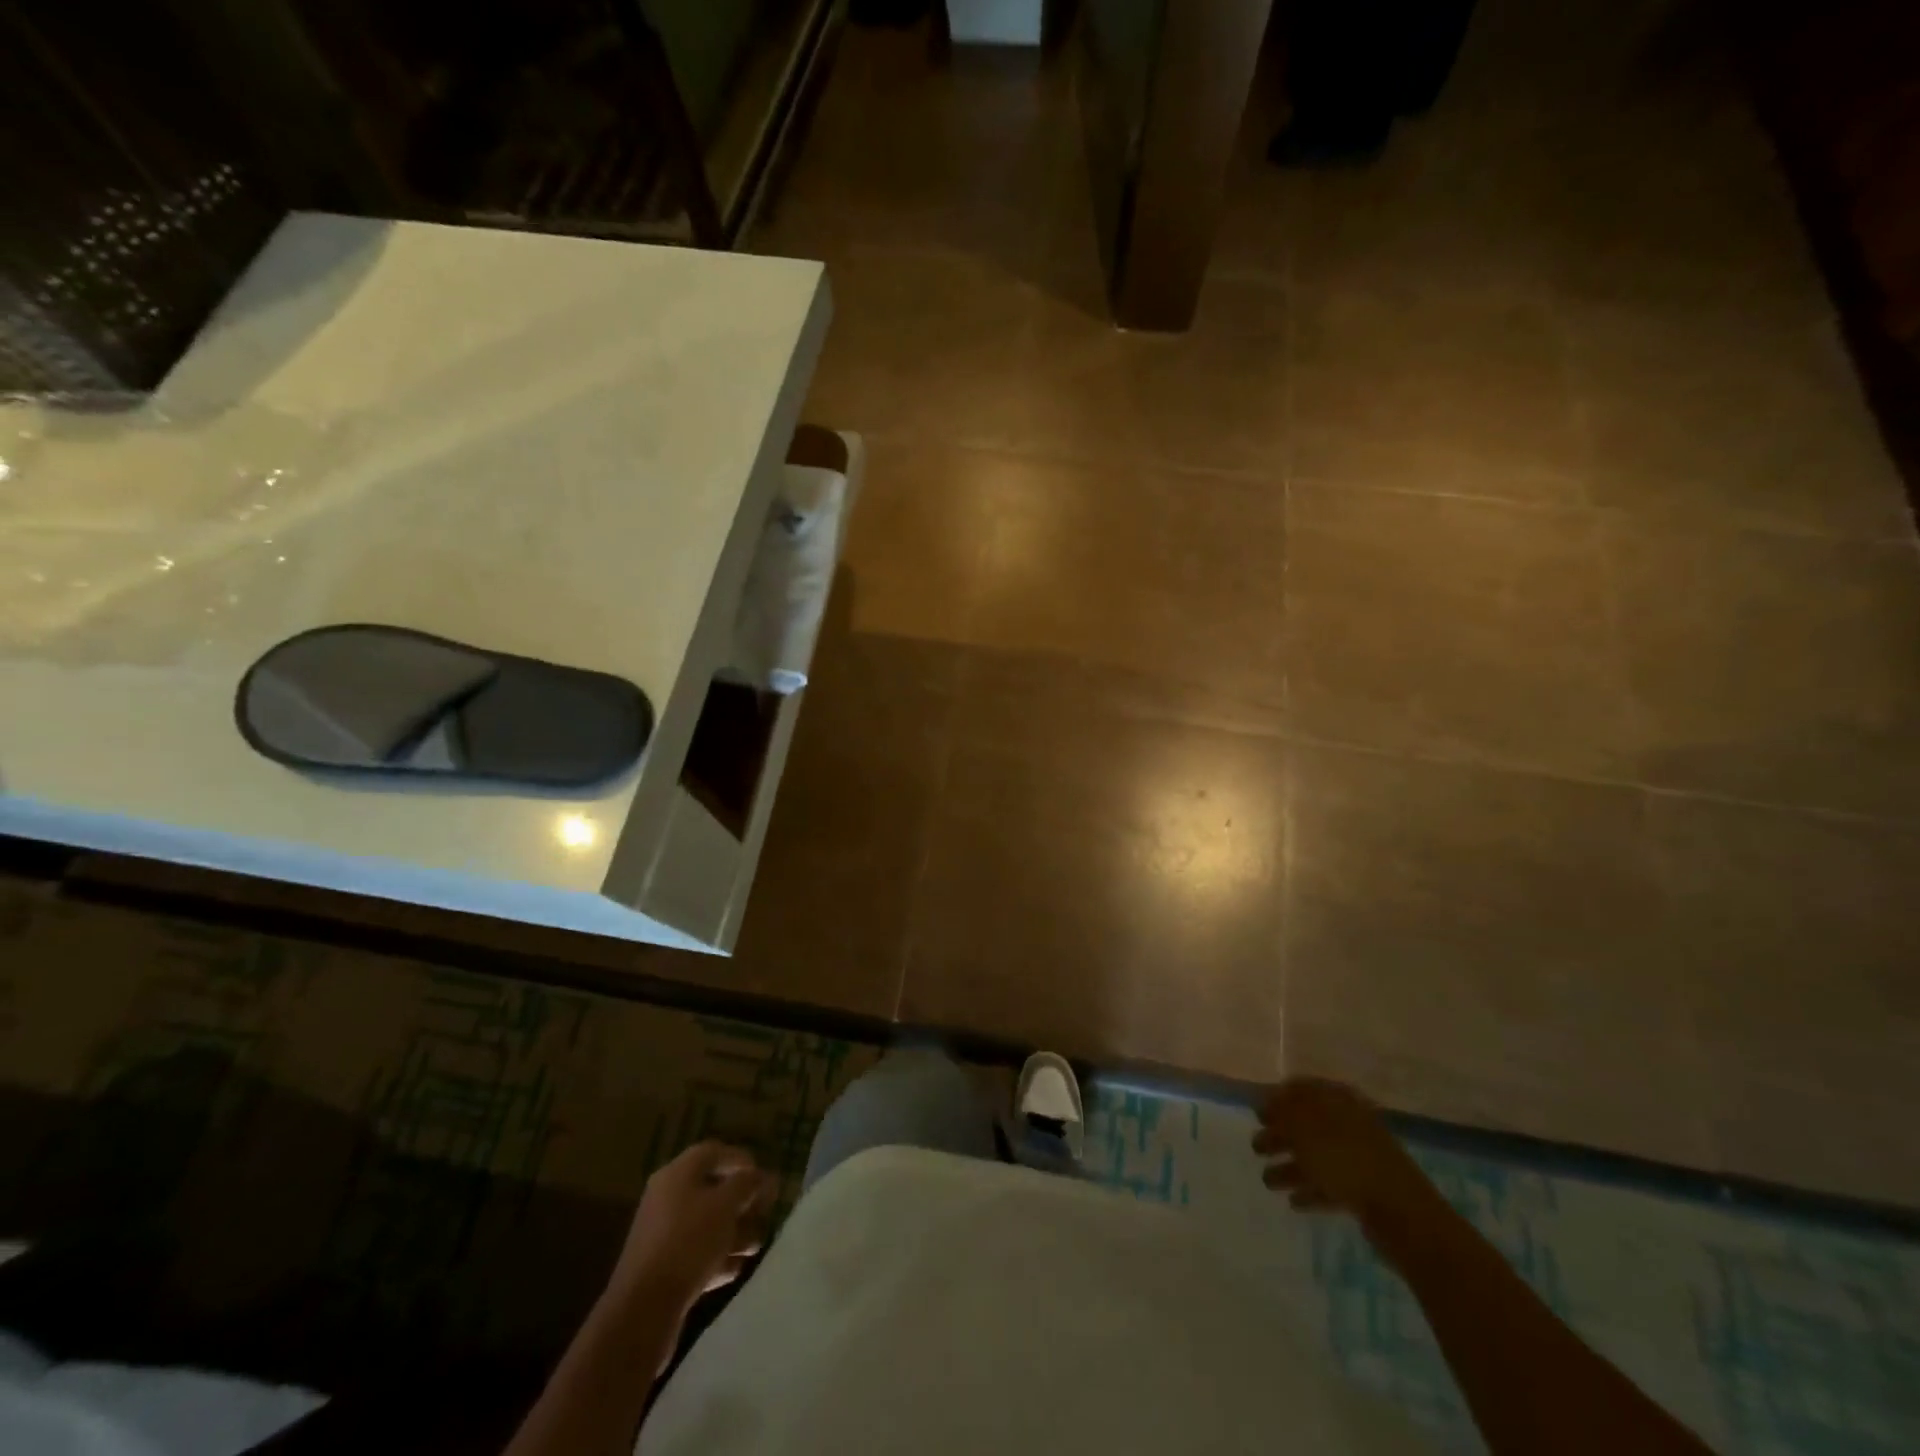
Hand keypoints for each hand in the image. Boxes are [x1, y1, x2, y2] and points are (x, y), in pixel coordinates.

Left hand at [612, 1141, 774, 1310]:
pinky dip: (717, 1257)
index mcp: (677, 1174)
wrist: (643, 1309)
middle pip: (712, 1190)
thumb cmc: (689, 1242)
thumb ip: (748, 1184)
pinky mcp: (663, 1268)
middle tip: (765, 1214)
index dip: (741, 1160)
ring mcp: (663, 1234)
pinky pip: (696, 1253)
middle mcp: (667, 1198)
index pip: (714, 1152)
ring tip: (754, 1247)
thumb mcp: (725, 1205)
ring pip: (707, 1224)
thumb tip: (762, 1175)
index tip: (764, 1178)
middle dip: (742, 1202)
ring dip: (734, 1232)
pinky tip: (735, 1269)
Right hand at [1252, 1078, 1432, 1221]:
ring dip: (1290, 1166)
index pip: (1301, 1089)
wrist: (1401, 1213)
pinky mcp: (1365, 1190)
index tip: (1257, 1115)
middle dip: (1279, 1135)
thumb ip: (1282, 1111)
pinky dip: (1311, 1189)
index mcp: (1337, 1100)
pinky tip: (1294, 1201)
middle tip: (1256, 1148)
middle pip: (1306, 1124)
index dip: (1276, 1099)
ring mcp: (1359, 1157)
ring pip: (1316, 1156)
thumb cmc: (1345, 1160)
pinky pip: (1330, 1184)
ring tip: (1267, 1182)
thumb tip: (1268, 1101)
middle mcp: (1348, 1122)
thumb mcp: (1304, 1128)